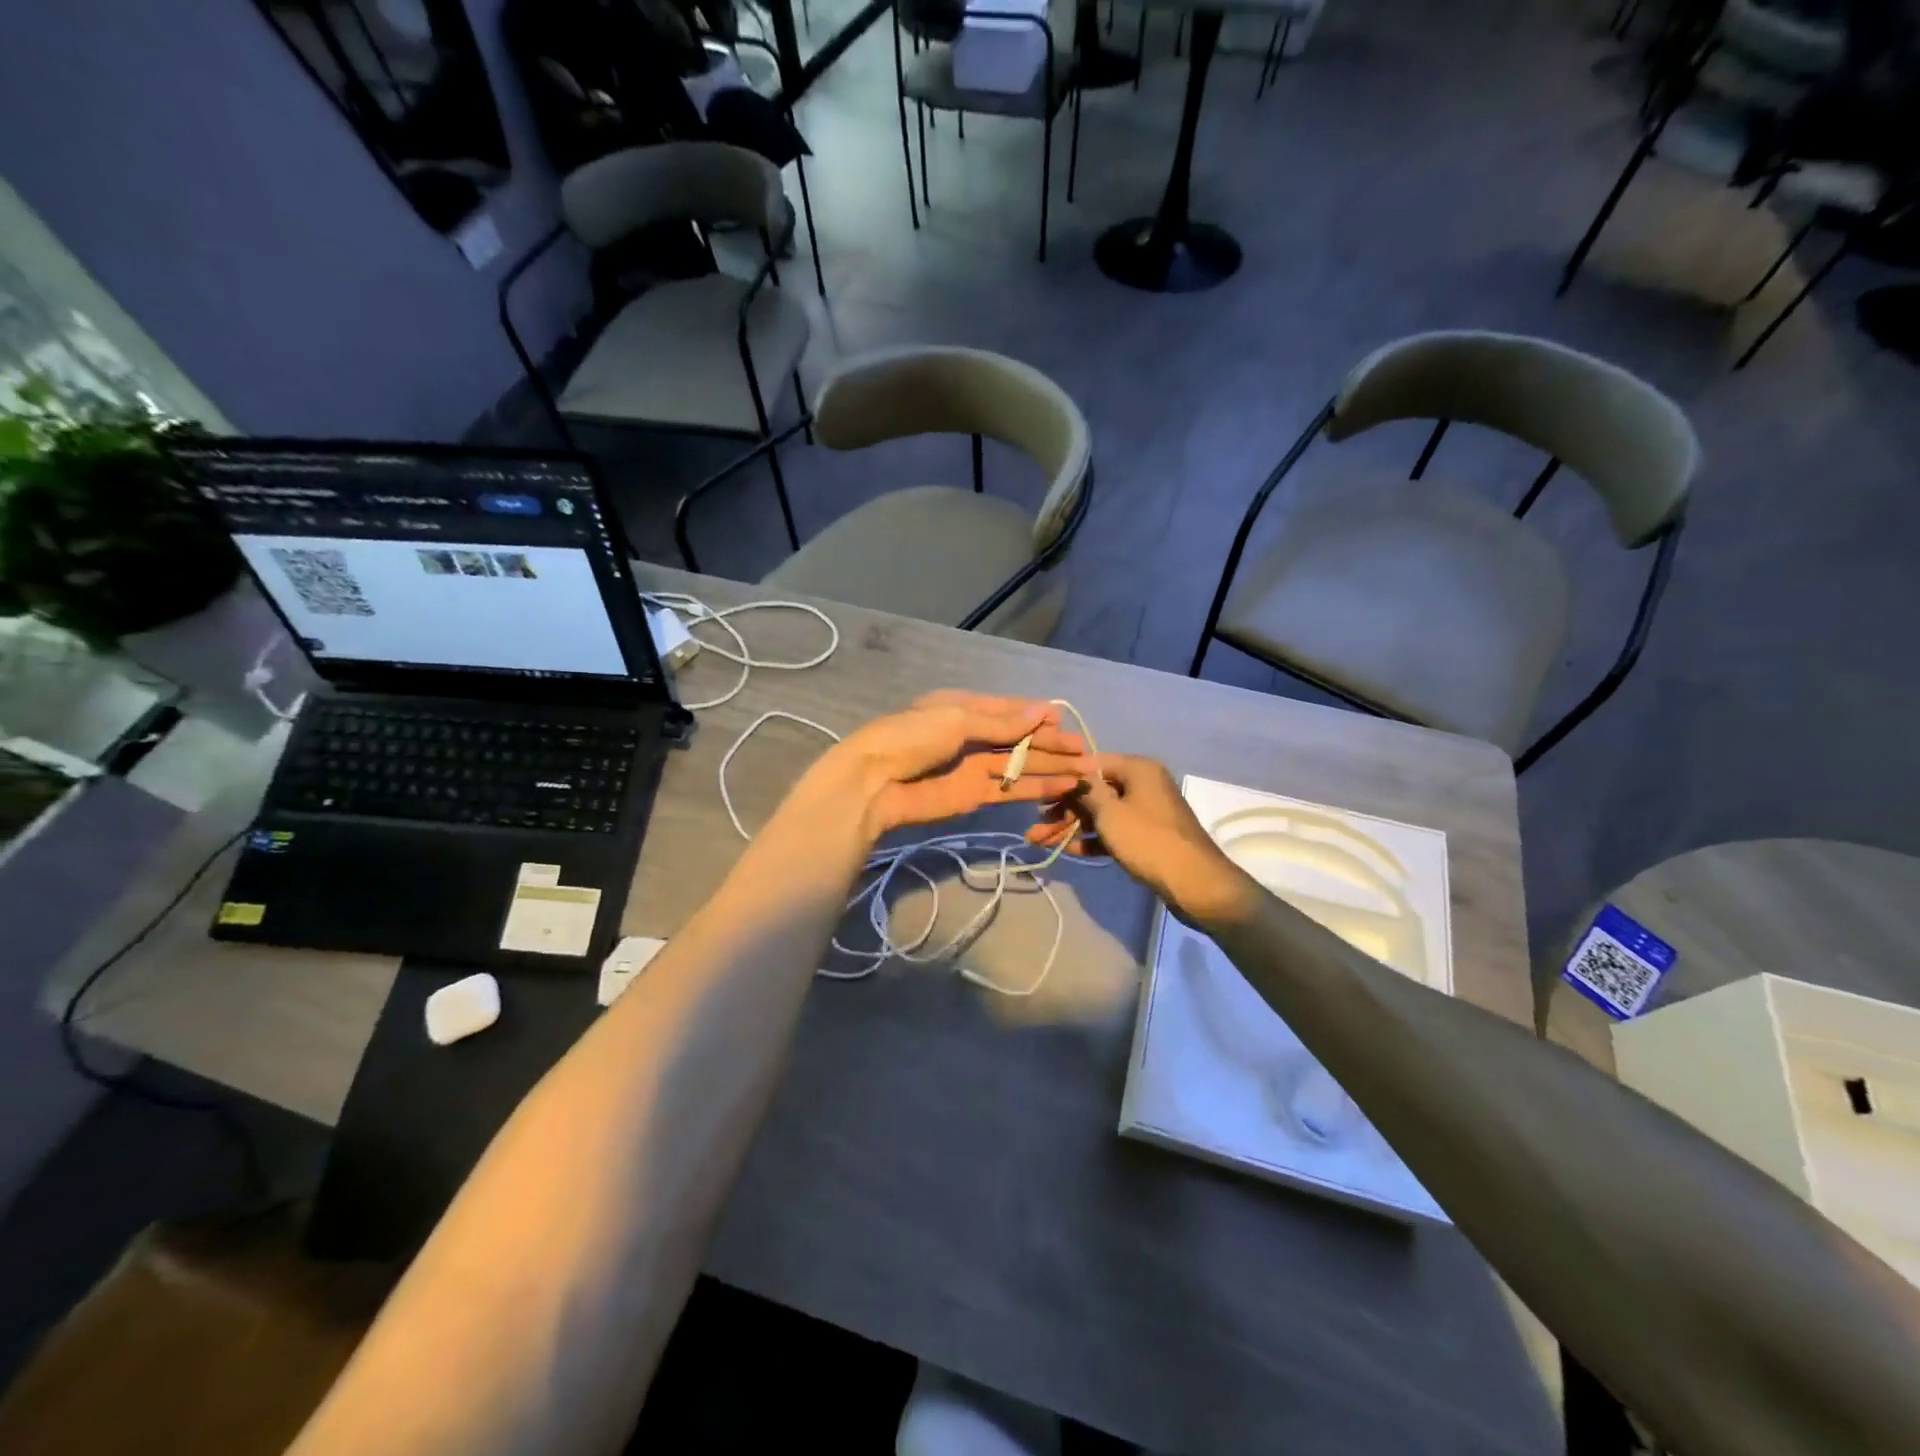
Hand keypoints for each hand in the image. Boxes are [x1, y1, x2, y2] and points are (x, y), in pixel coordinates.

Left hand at [811, 691, 1088, 840]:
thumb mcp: (957, 719)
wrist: (876, 783)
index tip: (1065, 722)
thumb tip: (1043, 712)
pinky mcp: (975, 796)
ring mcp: (974, 767)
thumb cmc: (912, 738)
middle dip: (1051, 744)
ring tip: (1086, 770)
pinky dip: (1036, 787)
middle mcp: (972, 735)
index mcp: (963, 708)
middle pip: (1019, 739)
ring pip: (1020, 765)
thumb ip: (1002, 722)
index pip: (1009, 710)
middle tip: (1085, 751)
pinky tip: (1063, 786)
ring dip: (1051, 767)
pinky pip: (1011, 789)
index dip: (1037, 716)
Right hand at [1024, 754, 1254, 923]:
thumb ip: (1086, 791)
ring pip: (1102, 813)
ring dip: (1073, 826)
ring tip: (1041, 840)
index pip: (1093, 763)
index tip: (1039, 790)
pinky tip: (1069, 850)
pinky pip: (1115, 831)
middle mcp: (1144, 784)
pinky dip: (1094, 839)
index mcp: (1138, 769)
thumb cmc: (1148, 840)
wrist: (1194, 883)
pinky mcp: (1148, 836)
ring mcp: (1147, 811)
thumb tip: (1073, 774)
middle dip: (1064, 808)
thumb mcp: (1110, 812)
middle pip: (1096, 790)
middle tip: (1036, 823)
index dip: (1065, 776)